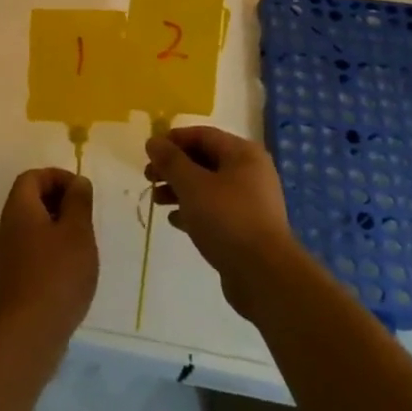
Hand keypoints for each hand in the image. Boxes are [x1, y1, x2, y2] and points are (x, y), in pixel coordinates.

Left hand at [0, 168, 97, 348]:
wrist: (29, 333)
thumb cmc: (57, 275)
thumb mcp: (77, 232)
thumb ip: (78, 201)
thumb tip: (77, 182)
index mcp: (20, 209)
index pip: (32, 177)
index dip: (58, 177)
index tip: (82, 192)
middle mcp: (9, 226)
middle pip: (31, 199)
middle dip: (60, 200)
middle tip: (86, 216)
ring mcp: (10, 253)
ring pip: (34, 225)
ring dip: (59, 226)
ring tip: (83, 242)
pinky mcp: (16, 276)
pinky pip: (34, 248)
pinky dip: (53, 247)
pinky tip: (73, 267)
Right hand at [145, 126, 298, 321]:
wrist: (263, 275)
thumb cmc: (227, 219)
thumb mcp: (192, 185)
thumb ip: (171, 161)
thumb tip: (153, 141)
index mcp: (243, 154)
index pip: (203, 135)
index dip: (173, 140)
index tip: (149, 152)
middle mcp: (250, 172)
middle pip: (205, 160)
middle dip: (174, 167)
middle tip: (148, 177)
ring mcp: (250, 201)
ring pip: (208, 186)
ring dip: (180, 189)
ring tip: (156, 200)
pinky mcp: (246, 228)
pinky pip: (215, 210)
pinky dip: (193, 210)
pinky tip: (175, 221)